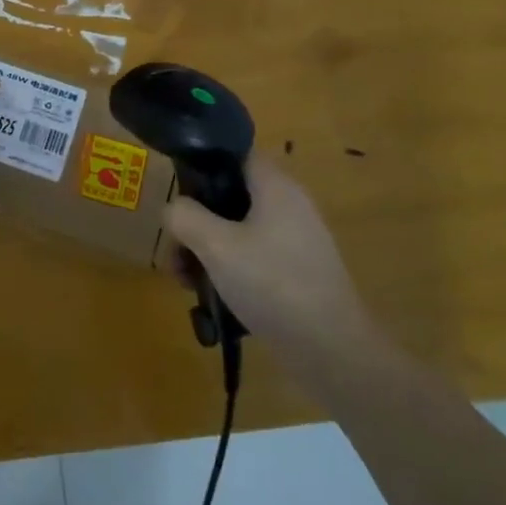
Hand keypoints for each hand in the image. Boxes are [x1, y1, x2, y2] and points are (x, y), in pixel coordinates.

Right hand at [162, 155, 381, 376]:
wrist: (332, 350)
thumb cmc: (272, 284)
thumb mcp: (216, 246)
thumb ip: (185, 217)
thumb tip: (173, 208)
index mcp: (276, 186)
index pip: (236, 154)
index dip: (204, 164)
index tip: (178, 191)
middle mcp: (290, 205)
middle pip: (232, 196)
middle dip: (198, 220)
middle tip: (176, 250)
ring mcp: (298, 240)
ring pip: (240, 230)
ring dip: (210, 249)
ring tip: (188, 282)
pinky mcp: (300, 271)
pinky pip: (256, 256)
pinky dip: (232, 269)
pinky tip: (215, 298)